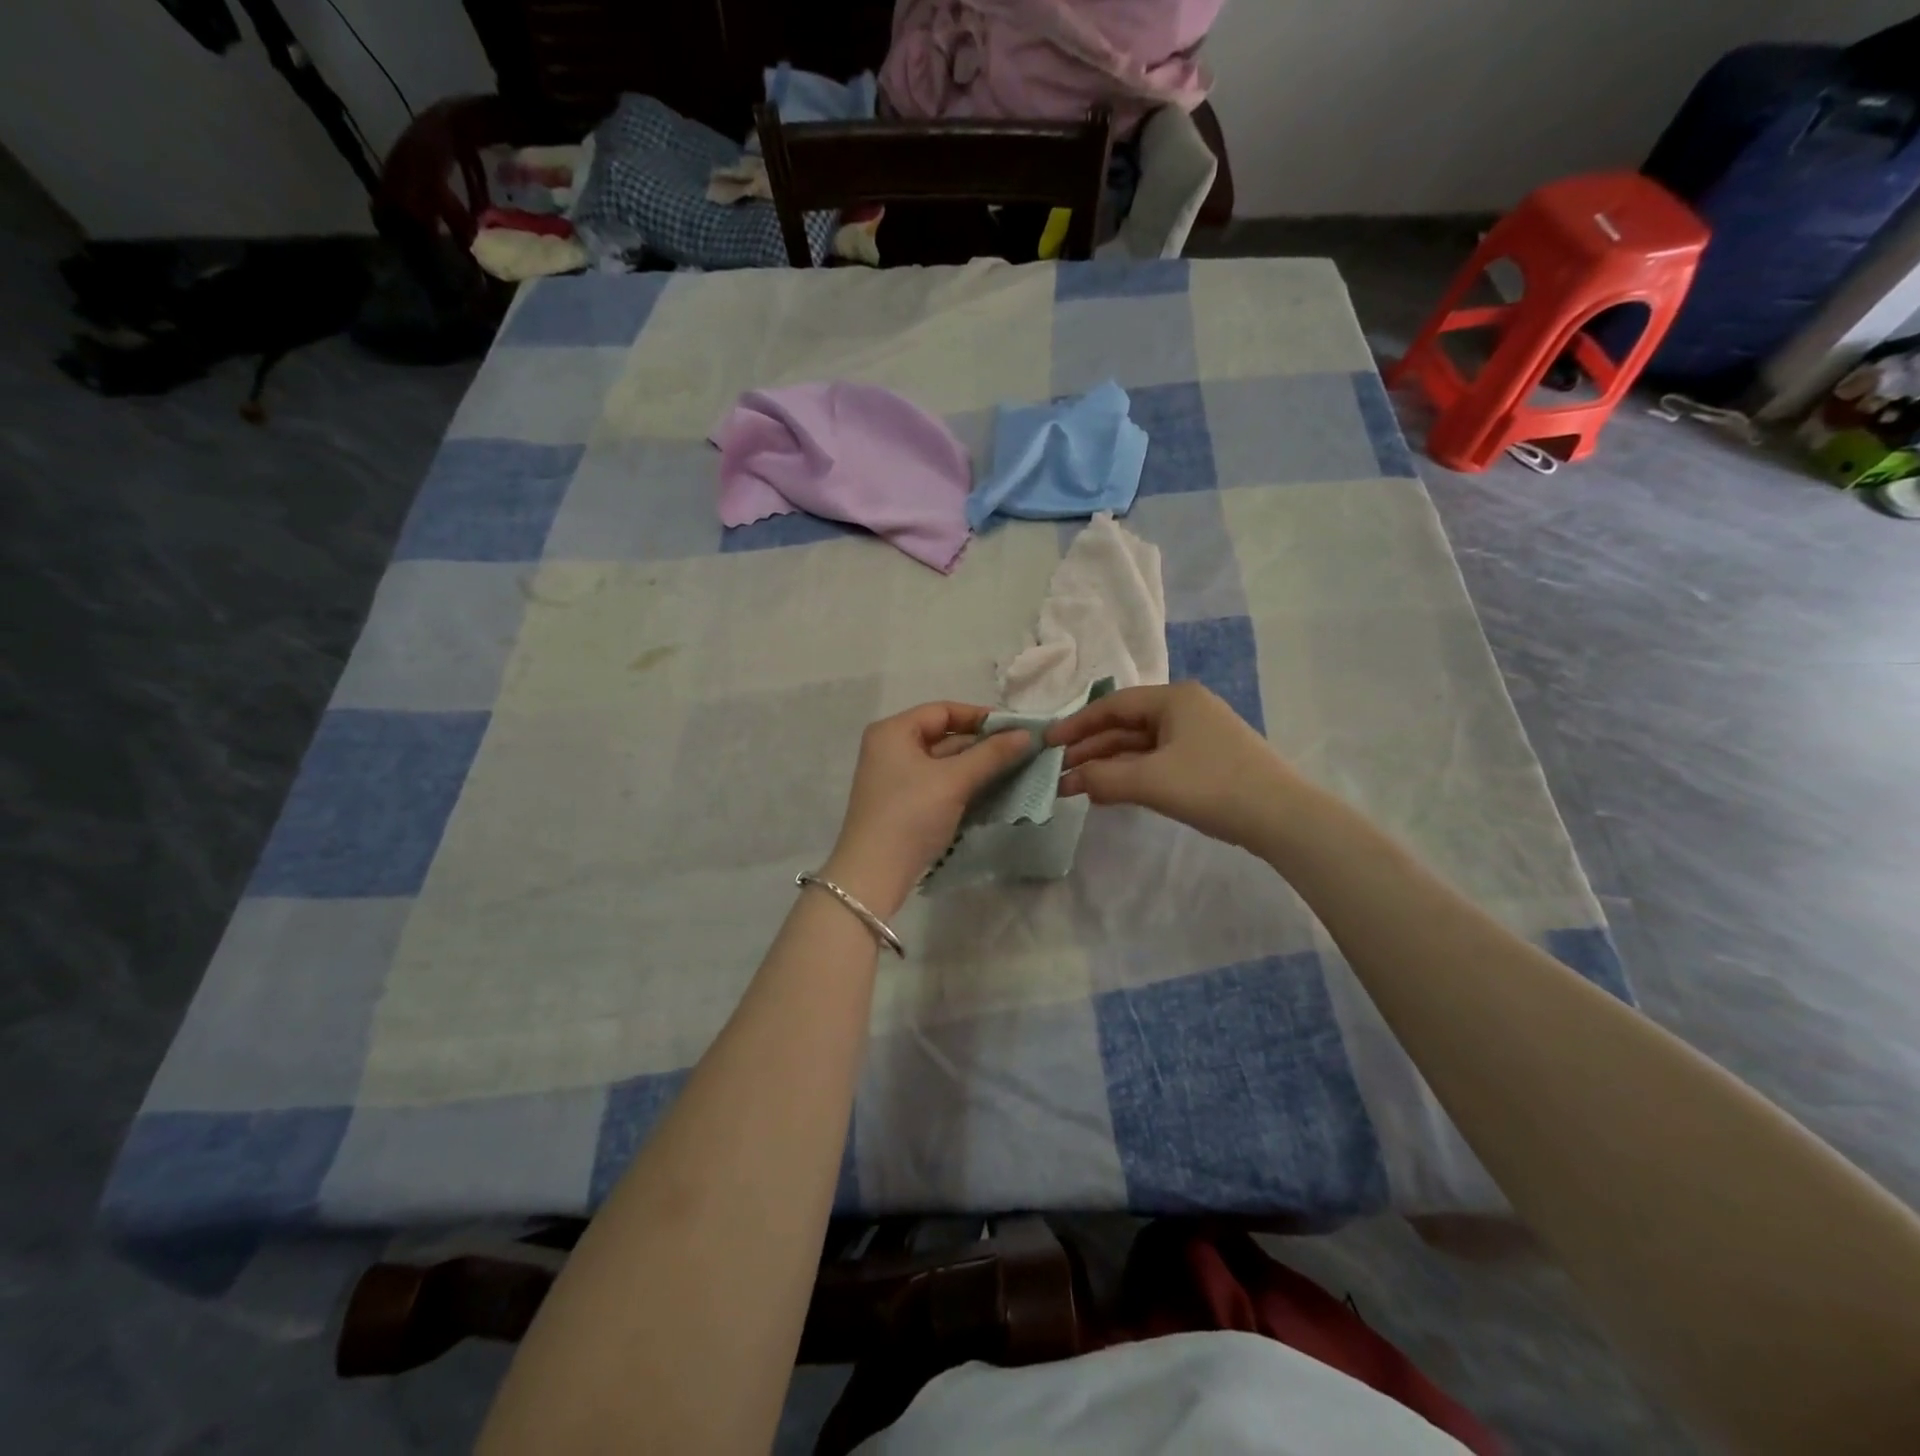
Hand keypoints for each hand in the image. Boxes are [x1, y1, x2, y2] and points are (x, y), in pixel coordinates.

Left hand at [823, 703, 1033, 916]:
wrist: (874, 874)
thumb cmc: (911, 815)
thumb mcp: (954, 781)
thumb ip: (991, 754)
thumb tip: (1026, 734)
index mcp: (893, 731)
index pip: (944, 711)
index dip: (981, 717)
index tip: (1016, 729)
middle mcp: (891, 748)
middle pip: (945, 736)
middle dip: (983, 745)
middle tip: (1022, 752)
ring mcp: (896, 778)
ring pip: (945, 763)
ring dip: (978, 767)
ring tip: (1017, 771)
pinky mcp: (904, 803)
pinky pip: (940, 784)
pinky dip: (965, 786)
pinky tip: (994, 792)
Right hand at [1047, 683, 1293, 848]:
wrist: (1283, 817)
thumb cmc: (1212, 786)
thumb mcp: (1150, 781)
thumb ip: (1103, 777)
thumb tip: (1071, 780)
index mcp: (1173, 699)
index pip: (1112, 705)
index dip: (1076, 724)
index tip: (1048, 744)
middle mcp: (1185, 709)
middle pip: (1125, 725)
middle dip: (1090, 750)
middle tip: (1058, 773)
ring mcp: (1198, 735)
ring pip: (1140, 746)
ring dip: (1108, 766)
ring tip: (1076, 788)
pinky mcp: (1206, 761)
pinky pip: (1156, 761)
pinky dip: (1131, 775)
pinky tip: (1109, 793)